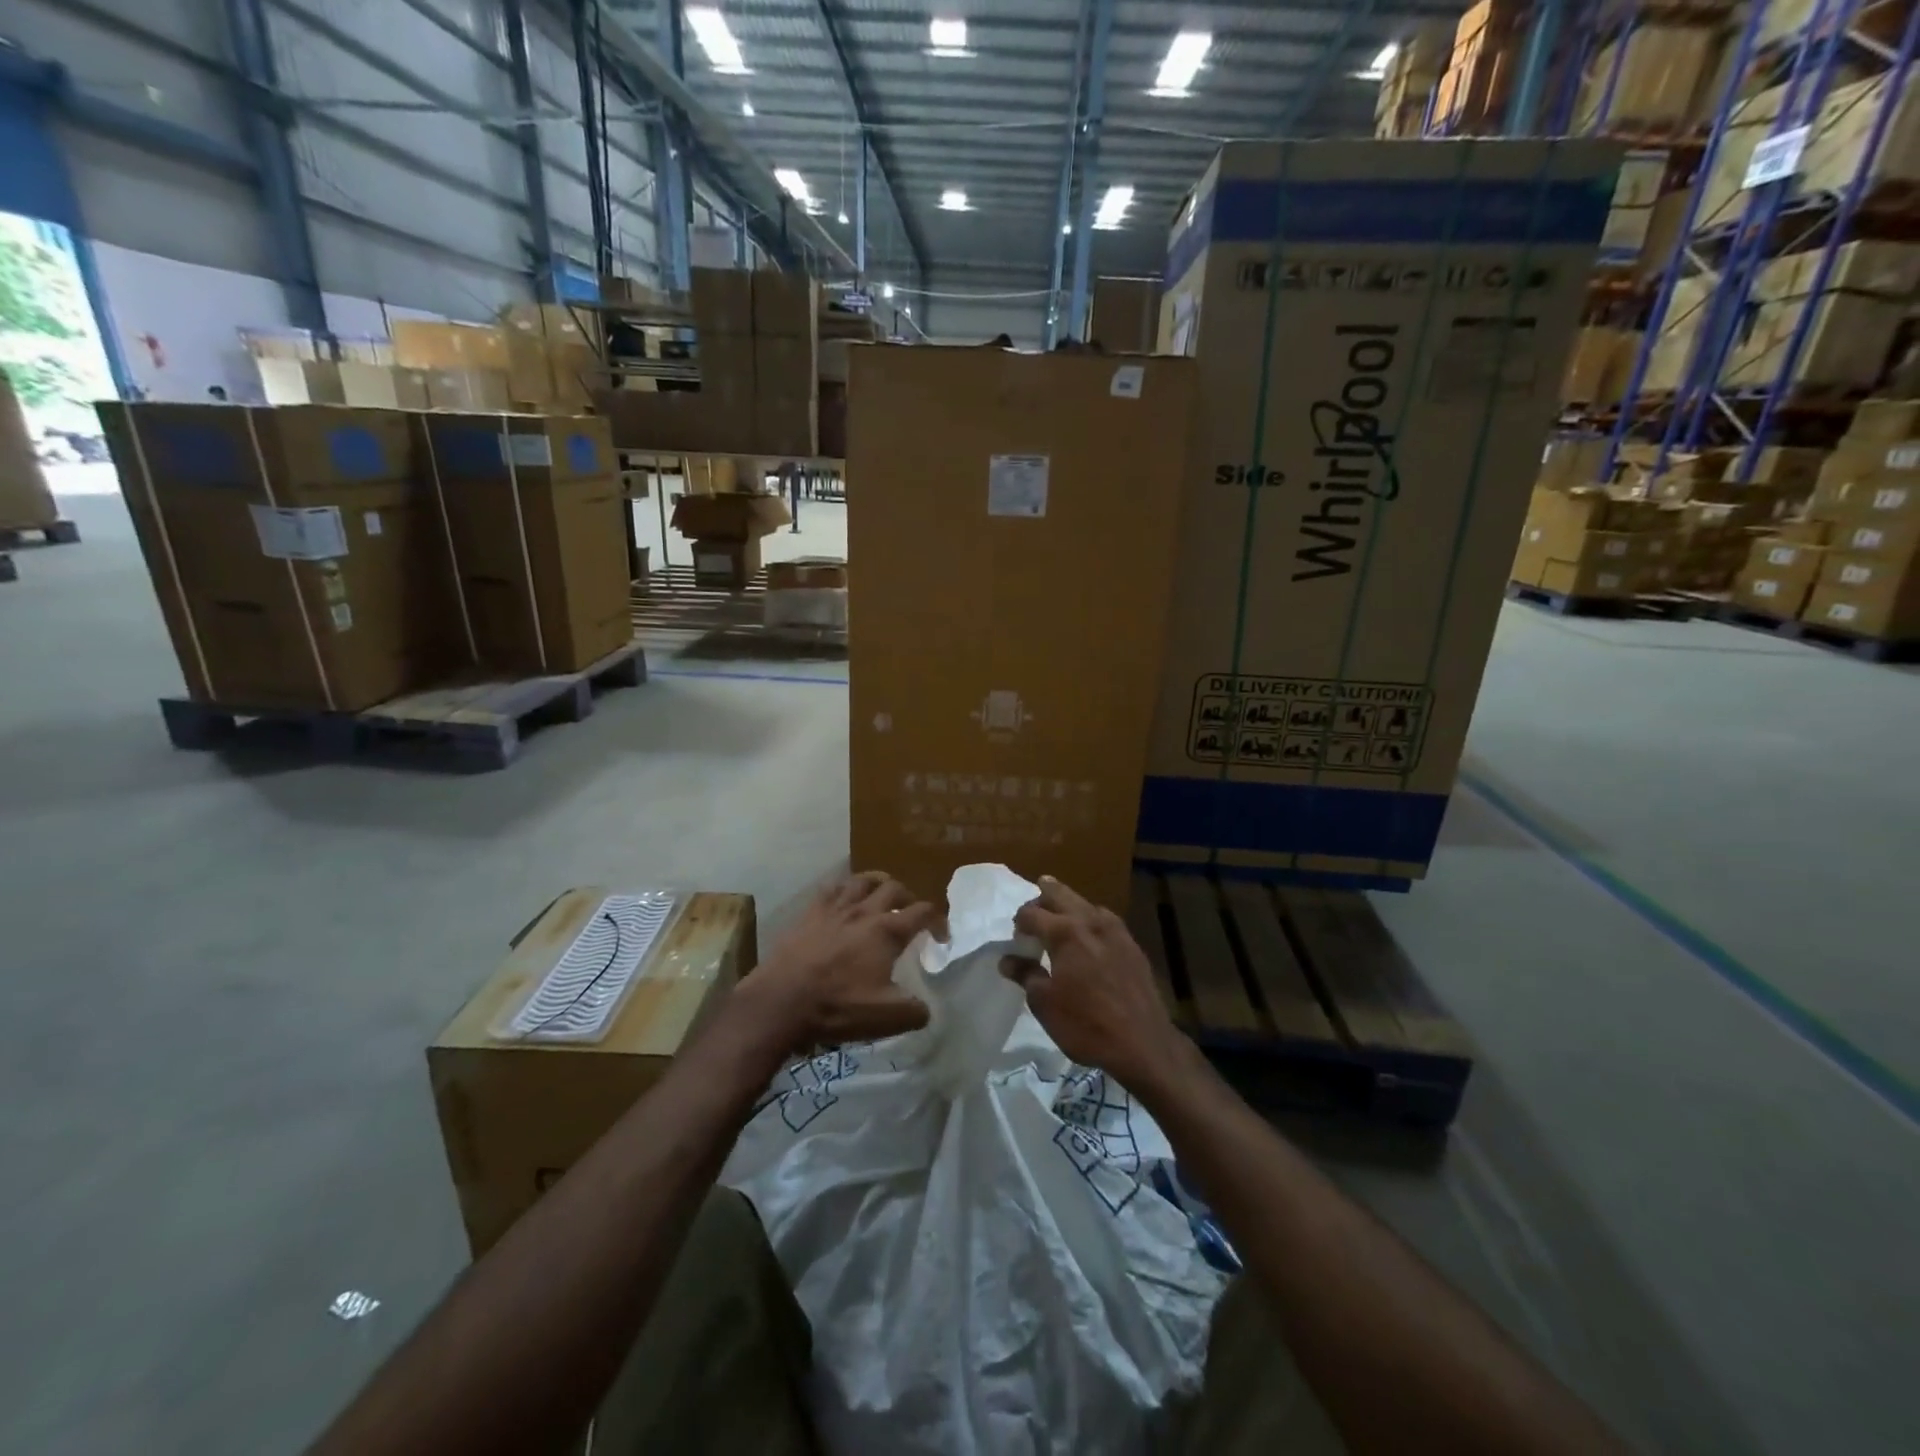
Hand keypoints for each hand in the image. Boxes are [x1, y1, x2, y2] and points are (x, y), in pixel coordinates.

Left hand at [741, 871, 938, 1052]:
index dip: (938, 921)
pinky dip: (844, 889)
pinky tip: (843, 900)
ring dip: (877, 884)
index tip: (941, 936)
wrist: (780, 1001)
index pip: (922, 912)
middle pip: (894, 888)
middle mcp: (864, 911)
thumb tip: (925, 1008)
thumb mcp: (886, 1018)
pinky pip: (831, 889)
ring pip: (862, 880)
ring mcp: (834, 909)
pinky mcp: (809, 913)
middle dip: (908, 897)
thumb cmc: (837, 1006)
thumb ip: (914, 1011)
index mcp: (887, 931)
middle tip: (910, 913)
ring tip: (881, 895)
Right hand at [1001, 876, 1190, 1092]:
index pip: (1032, 914)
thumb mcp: (1045, 1003)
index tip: (1016, 937)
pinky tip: (1089, 935)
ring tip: (1058, 917)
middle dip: (1042, 897)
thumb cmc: (1086, 1025)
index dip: (1019, 922)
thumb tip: (1007, 960)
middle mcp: (1090, 921)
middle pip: (1060, 894)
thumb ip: (1025, 974)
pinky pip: (1105, 919)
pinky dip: (1090, 919)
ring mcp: (1116, 930)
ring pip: (1085, 903)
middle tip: (1032, 909)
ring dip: (1067, 904)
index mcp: (1064, 932)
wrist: (1143, 1044)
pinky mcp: (1132, 944)